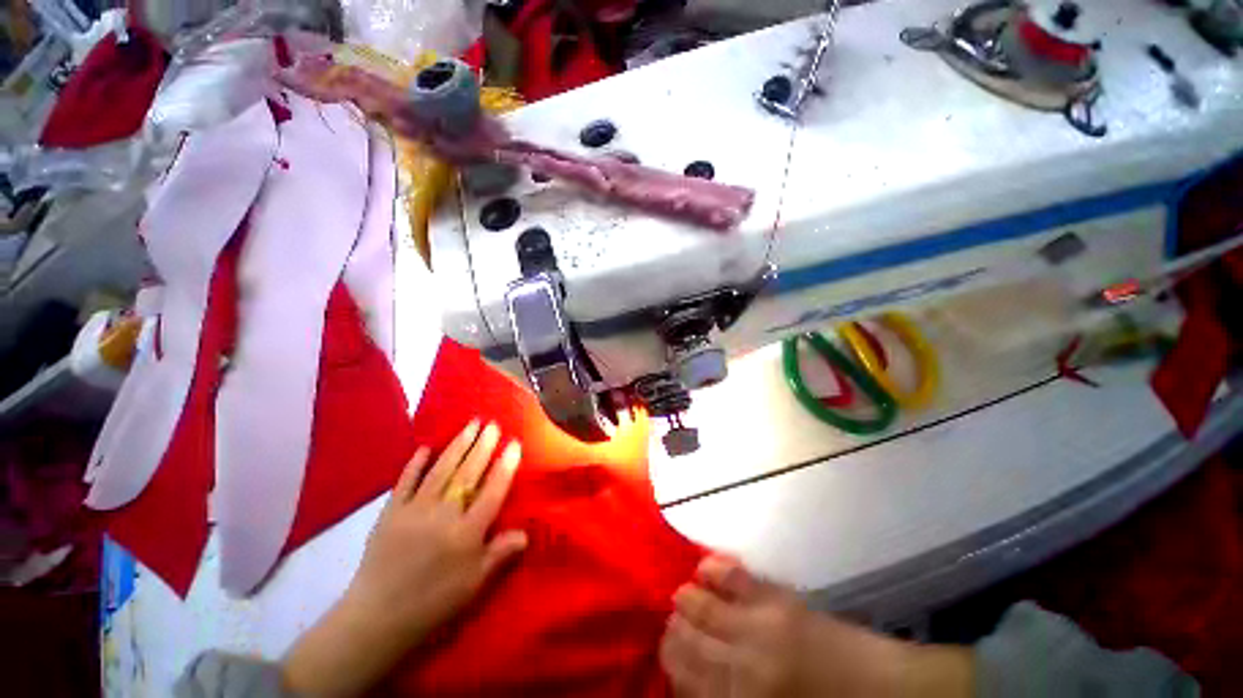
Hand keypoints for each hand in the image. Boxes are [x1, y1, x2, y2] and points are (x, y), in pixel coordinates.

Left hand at [343, 419, 527, 638]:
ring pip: (442, 469)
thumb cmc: (433, 603)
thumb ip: (500, 554)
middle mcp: (444, 513)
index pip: (493, 490)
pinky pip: (406, 481)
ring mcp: (415, 509)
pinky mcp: (391, 512)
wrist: (377, 619)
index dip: (506, 465)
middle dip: (483, 446)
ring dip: (458, 445)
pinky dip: (416, 463)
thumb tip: (526, 532)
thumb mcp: (474, 584)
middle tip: (493, 424)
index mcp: (467, 531)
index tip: (514, 443)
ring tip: (470, 424)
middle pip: (469, 473)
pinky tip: (425, 448)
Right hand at [660, 556, 972, 697]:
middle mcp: (743, 662)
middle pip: (689, 638)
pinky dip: (715, 569)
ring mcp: (761, 624)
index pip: (685, 676)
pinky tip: (704, 567)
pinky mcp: (780, 598)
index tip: (664, 651)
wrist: (885, 692)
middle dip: (674, 629)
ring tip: (682, 595)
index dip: (670, 661)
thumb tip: (695, 683)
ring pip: (703, 605)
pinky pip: (736, 577)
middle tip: (672, 623)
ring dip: (687, 598)